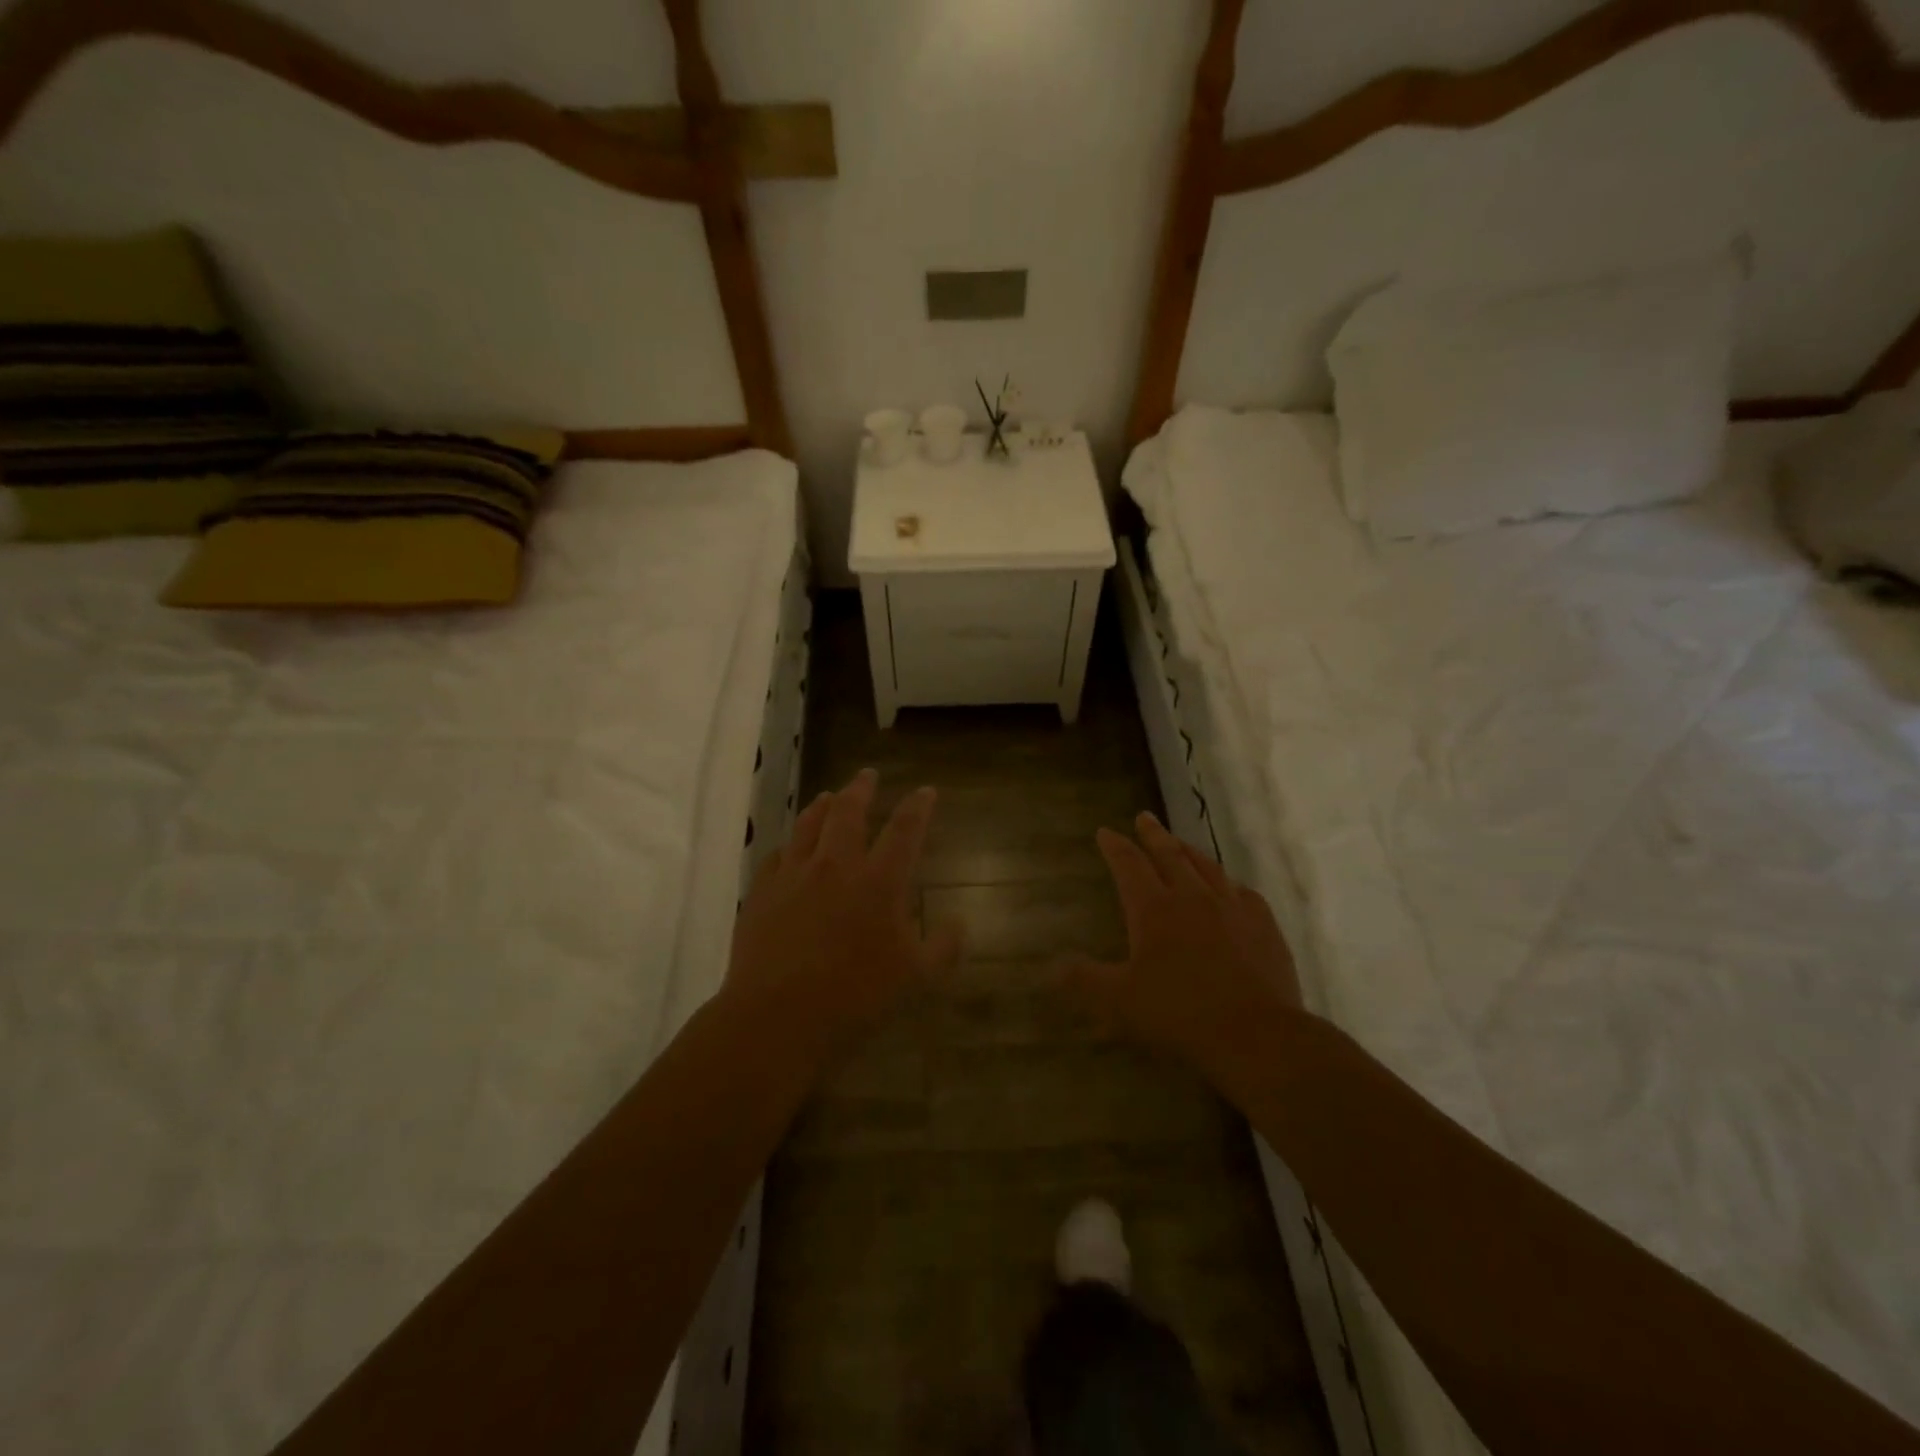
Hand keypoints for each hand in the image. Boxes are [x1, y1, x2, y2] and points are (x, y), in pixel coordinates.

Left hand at [726, 768, 961, 1061]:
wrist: (778, 1016)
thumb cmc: (856, 997)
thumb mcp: (916, 978)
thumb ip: (943, 947)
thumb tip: (959, 924)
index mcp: (879, 881)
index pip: (905, 829)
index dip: (918, 806)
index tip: (925, 791)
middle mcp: (836, 865)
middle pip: (849, 812)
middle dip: (862, 789)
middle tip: (868, 776)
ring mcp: (794, 875)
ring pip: (809, 825)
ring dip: (822, 806)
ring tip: (829, 796)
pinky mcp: (762, 892)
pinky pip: (776, 855)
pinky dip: (789, 845)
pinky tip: (789, 848)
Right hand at [1062, 811, 1303, 1096]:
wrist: (1256, 1035)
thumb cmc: (1179, 1014)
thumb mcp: (1119, 1002)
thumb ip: (1084, 980)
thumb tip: (1052, 967)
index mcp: (1154, 909)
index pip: (1129, 865)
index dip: (1115, 846)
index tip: (1105, 832)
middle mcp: (1193, 897)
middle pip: (1169, 855)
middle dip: (1153, 835)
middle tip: (1144, 817)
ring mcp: (1233, 908)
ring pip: (1207, 867)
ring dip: (1189, 851)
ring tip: (1180, 844)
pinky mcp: (1264, 926)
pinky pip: (1243, 892)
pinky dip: (1229, 883)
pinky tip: (1230, 888)